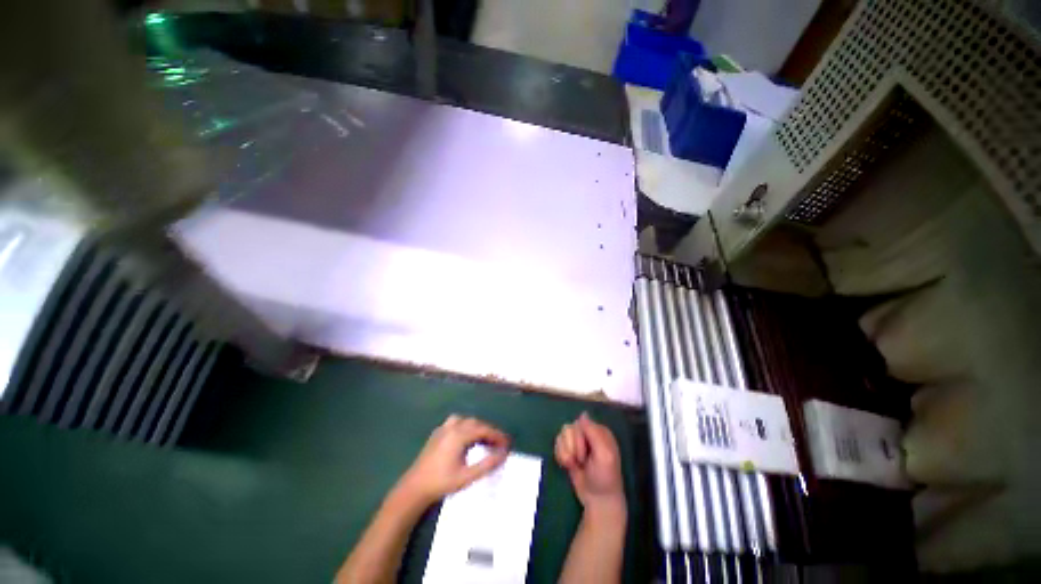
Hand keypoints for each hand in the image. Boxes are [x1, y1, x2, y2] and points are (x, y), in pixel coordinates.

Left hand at [395, 415, 509, 507]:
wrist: (414, 488)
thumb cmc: (442, 482)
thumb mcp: (467, 476)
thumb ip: (487, 464)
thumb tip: (504, 454)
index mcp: (459, 434)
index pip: (484, 429)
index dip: (497, 435)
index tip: (507, 443)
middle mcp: (452, 427)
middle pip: (476, 423)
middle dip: (488, 431)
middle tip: (498, 444)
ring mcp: (443, 428)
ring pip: (466, 421)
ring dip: (477, 428)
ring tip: (485, 440)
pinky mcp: (437, 433)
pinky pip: (456, 423)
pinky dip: (466, 427)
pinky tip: (467, 439)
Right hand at [555, 413, 625, 517]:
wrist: (597, 500)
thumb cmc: (605, 478)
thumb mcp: (604, 455)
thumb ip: (594, 433)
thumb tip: (583, 414)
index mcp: (599, 431)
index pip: (580, 423)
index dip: (579, 438)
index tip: (585, 454)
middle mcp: (587, 433)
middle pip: (569, 429)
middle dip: (572, 447)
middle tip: (581, 461)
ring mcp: (577, 442)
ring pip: (561, 436)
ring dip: (565, 453)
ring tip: (575, 465)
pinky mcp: (569, 450)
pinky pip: (557, 444)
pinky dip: (560, 456)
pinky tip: (569, 466)